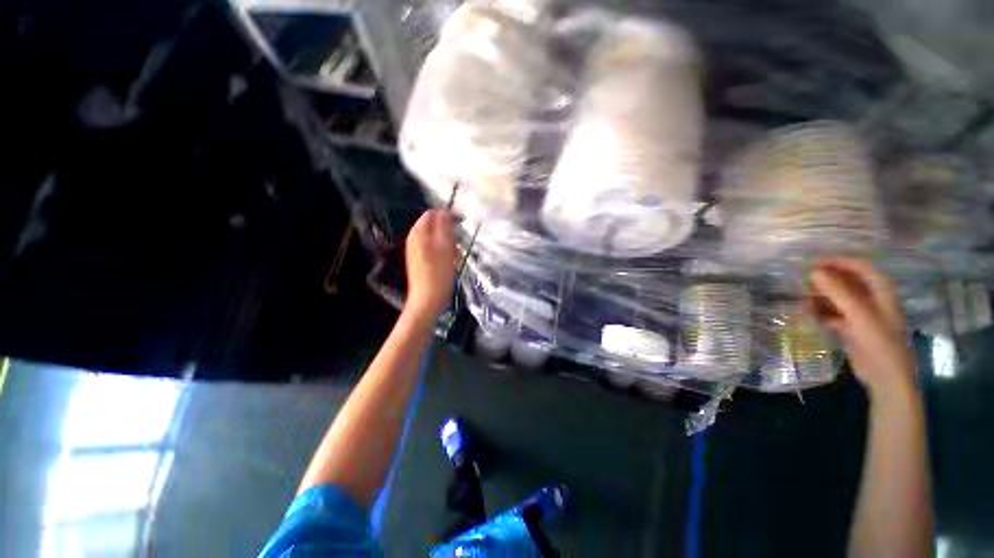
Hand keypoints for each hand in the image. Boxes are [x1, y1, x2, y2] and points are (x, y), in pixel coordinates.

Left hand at [404, 210, 456, 318]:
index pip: (433, 214)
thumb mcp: (444, 246)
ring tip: (457, 256)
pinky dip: (445, 253)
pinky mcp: (422, 262)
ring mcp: (417, 252)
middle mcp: (415, 240)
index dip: (448, 216)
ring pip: (437, 239)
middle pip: (435, 226)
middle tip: (459, 244)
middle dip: (449, 232)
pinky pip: (435, 250)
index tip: (462, 224)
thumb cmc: (438, 273)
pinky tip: (452, 263)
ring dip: (449, 244)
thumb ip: (444, 226)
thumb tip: (446, 211)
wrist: (427, 301)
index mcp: (418, 233)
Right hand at [806, 258, 915, 400]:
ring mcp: (862, 316)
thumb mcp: (859, 315)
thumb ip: (838, 292)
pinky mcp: (852, 329)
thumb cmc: (879, 342)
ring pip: (838, 299)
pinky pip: (833, 315)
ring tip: (800, 298)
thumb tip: (814, 273)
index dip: (837, 262)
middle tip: (801, 282)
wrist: (886, 378)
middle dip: (825, 281)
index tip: (812, 263)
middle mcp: (872, 300)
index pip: (859, 268)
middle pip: (847, 283)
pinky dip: (820, 313)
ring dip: (820, 297)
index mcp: (881, 292)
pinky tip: (806, 314)